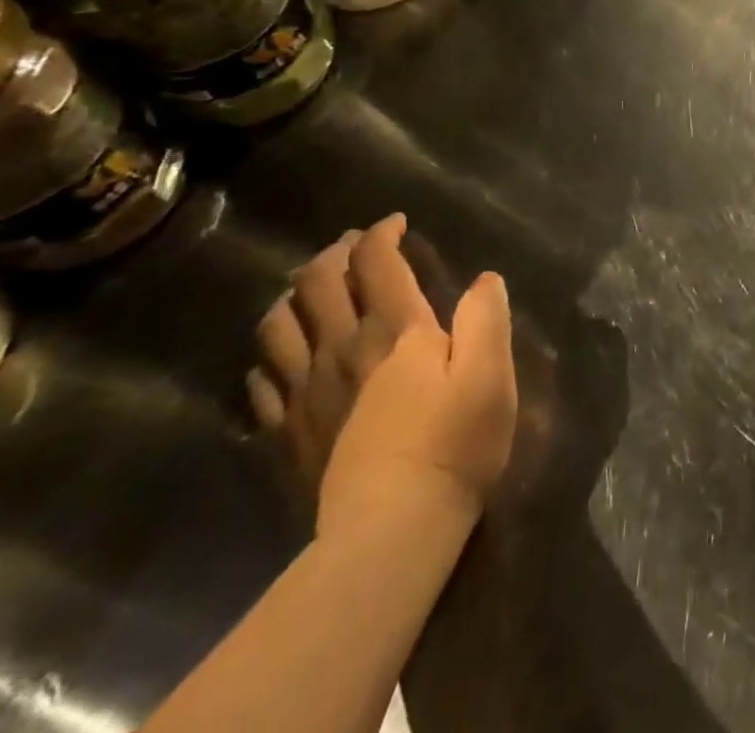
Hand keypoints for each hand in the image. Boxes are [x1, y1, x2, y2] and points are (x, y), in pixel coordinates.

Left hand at [248, 215, 518, 536]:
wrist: (390, 531)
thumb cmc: (453, 444)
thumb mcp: (491, 374)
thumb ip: (486, 317)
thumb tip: (483, 280)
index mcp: (395, 330)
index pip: (375, 261)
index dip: (382, 233)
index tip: (397, 224)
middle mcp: (341, 348)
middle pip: (316, 282)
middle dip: (334, 253)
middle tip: (355, 249)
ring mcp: (306, 392)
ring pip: (278, 324)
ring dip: (293, 296)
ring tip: (312, 293)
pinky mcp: (286, 433)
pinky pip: (262, 380)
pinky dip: (272, 355)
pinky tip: (285, 359)